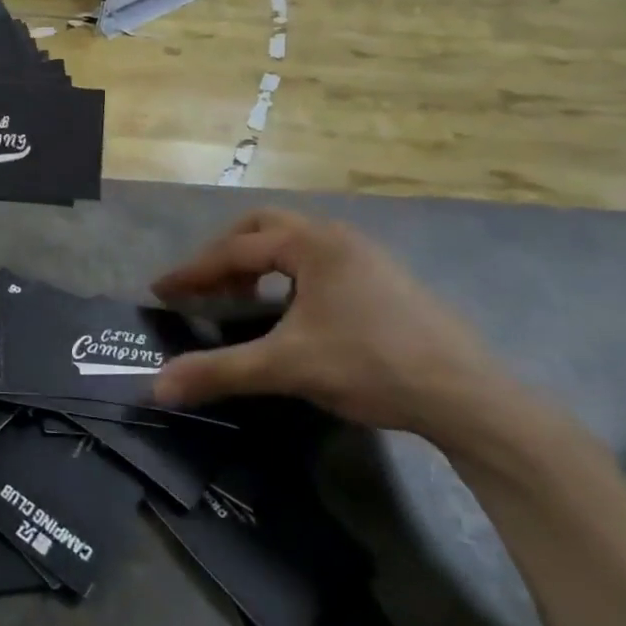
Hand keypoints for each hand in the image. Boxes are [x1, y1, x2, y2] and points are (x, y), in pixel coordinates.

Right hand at [150, 209, 519, 450]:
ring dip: (258, 263)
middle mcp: (336, 236)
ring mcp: (365, 254)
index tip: (160, 289)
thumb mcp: (286, 367)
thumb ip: (219, 371)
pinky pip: (318, 261)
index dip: (191, 271)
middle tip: (204, 288)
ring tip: (243, 300)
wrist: (469, 396)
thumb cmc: (371, 365)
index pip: (233, 250)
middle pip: (262, 228)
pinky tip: (291, 312)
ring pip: (293, 242)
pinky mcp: (384, 278)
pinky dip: (288, 276)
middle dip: (225, 255)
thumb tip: (156, 386)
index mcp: (310, 243)